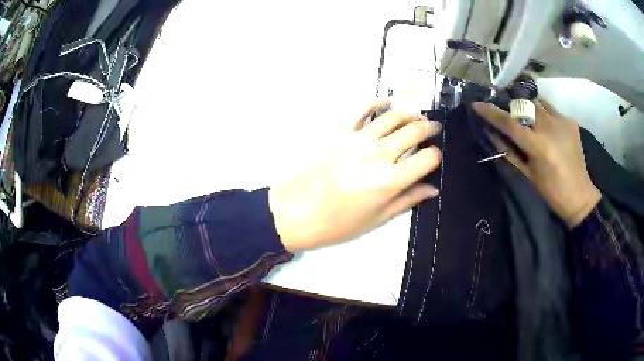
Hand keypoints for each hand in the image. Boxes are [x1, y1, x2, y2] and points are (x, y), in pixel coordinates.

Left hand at [269, 100, 441, 251]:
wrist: (298, 211)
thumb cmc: (339, 223)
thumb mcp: (378, 218)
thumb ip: (407, 200)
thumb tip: (432, 189)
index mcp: (390, 181)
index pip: (427, 158)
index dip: (436, 156)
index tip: (434, 158)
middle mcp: (379, 154)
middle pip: (414, 130)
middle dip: (429, 128)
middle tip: (433, 128)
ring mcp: (359, 139)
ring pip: (393, 116)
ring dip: (409, 113)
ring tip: (416, 116)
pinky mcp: (340, 132)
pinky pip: (361, 108)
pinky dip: (376, 101)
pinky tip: (385, 103)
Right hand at [472, 99, 600, 228]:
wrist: (579, 195)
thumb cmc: (551, 192)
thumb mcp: (527, 174)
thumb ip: (509, 152)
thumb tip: (491, 133)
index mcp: (539, 146)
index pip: (510, 123)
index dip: (491, 112)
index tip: (477, 104)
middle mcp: (551, 127)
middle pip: (524, 105)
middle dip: (514, 107)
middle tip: (510, 114)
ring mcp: (562, 121)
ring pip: (538, 103)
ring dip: (530, 108)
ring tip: (530, 119)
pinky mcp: (570, 121)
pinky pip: (551, 110)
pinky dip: (544, 115)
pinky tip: (547, 128)